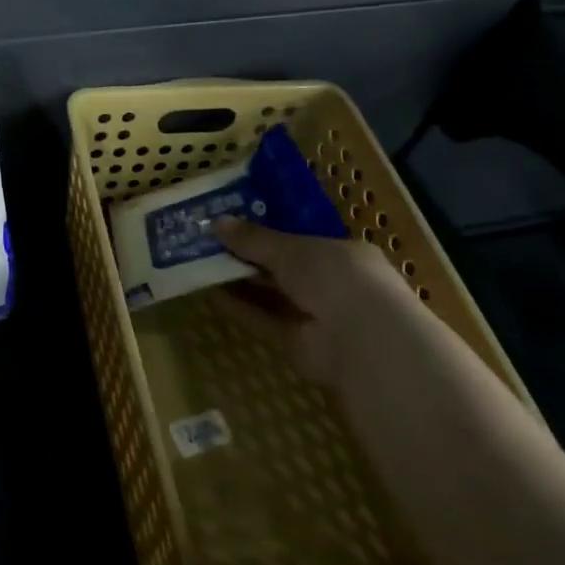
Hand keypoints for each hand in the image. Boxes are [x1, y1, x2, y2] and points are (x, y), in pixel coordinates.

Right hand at [213, 220, 415, 383]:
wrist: (363, 342)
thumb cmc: (336, 276)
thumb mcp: (292, 249)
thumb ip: (254, 239)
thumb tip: (216, 223)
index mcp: (341, 254)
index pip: (300, 239)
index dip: (268, 231)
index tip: (234, 222)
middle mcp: (330, 284)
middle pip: (282, 267)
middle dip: (249, 255)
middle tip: (208, 240)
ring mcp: (314, 316)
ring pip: (271, 294)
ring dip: (239, 280)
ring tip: (201, 262)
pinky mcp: (296, 343)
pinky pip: (263, 319)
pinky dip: (239, 306)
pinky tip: (209, 292)